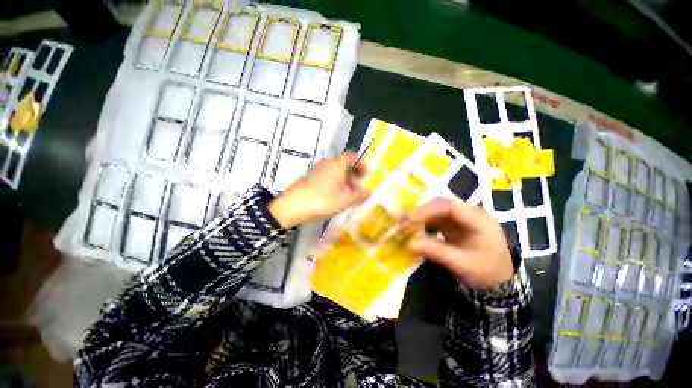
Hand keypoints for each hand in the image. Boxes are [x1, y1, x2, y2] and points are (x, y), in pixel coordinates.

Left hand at [268, 153, 368, 228]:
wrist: (293, 206)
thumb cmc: (323, 200)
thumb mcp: (345, 200)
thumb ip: (360, 195)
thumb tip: (370, 191)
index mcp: (337, 164)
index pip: (353, 157)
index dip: (362, 165)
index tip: (365, 177)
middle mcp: (327, 163)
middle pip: (345, 165)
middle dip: (354, 177)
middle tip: (357, 191)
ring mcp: (317, 169)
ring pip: (336, 172)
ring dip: (344, 182)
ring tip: (347, 197)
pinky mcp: (310, 177)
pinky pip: (327, 177)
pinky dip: (334, 184)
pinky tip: (334, 197)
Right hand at [403, 198, 513, 289]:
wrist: (499, 280)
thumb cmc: (486, 272)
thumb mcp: (463, 265)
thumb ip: (437, 252)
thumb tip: (410, 244)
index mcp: (479, 221)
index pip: (451, 207)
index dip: (428, 210)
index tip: (410, 220)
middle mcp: (469, 214)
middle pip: (441, 204)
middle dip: (421, 211)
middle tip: (403, 221)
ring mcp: (461, 218)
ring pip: (436, 209)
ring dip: (419, 215)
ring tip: (404, 223)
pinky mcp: (453, 224)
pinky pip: (435, 218)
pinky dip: (422, 222)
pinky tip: (412, 227)